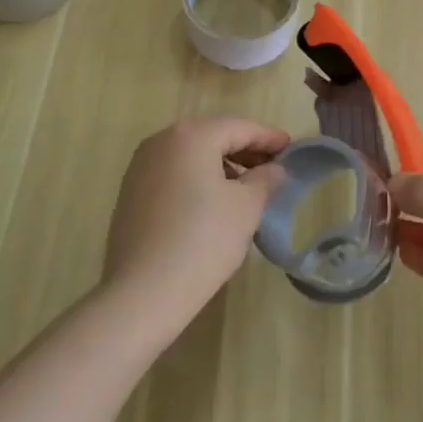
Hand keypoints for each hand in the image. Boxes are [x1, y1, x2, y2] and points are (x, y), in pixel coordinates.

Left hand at [103, 118, 289, 332]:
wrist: (141, 294)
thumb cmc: (203, 240)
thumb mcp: (247, 207)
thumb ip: (265, 179)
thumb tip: (274, 169)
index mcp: (191, 136)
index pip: (240, 128)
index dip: (269, 137)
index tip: (291, 147)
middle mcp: (161, 141)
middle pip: (213, 137)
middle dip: (245, 150)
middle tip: (273, 167)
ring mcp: (141, 167)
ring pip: (192, 156)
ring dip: (222, 165)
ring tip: (247, 188)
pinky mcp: (130, 193)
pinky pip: (174, 174)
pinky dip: (198, 179)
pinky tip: (215, 203)